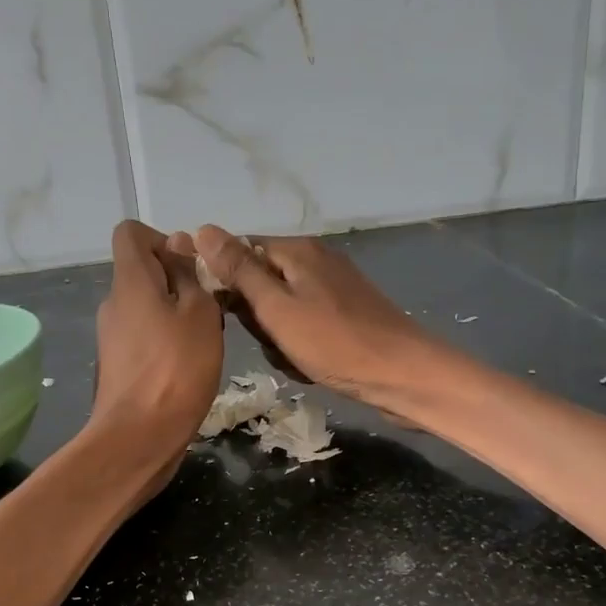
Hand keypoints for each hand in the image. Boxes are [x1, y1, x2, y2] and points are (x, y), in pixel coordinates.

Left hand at [87, 221, 223, 485]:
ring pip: (146, 307)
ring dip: (176, 314)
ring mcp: (112, 336)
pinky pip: (144, 336)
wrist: (139, 438)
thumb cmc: (176, 370)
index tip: (191, 267)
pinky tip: (188, 366)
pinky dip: (166, 341)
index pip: (131, 233)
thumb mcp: (199, 314)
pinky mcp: (118, 365)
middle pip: (142, 271)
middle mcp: (113, 303)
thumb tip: (178, 242)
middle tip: (209, 309)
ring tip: (204, 341)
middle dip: (178, 280)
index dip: (163, 239)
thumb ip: (189, 274)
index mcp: (129, 281)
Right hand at [192, 226, 447, 409]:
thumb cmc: (334, 342)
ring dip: (277, 338)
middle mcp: (315, 260)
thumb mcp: (276, 308)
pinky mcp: (345, 313)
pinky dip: (299, 346)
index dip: (225, 282)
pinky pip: (303, 325)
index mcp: (296, 250)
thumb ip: (239, 270)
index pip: (239, 251)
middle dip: (256, 318)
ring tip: (292, 357)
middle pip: (260, 282)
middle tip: (270, 341)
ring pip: (280, 310)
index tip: (225, 314)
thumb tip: (202, 229)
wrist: (402, 376)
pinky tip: (309, 364)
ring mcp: (332, 287)